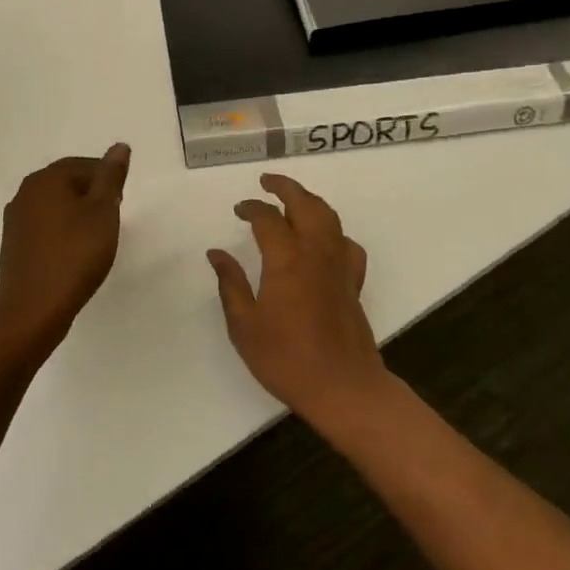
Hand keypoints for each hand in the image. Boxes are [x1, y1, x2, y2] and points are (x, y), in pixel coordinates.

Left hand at [0, 144, 130, 357]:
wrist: (33, 309)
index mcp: (46, 179)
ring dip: (77, 214)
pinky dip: (63, 232)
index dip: (107, 179)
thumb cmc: (74, 255)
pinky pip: (45, 227)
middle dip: (92, 195)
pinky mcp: (14, 245)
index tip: (121, 201)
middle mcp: (25, 192)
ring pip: (55, 205)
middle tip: (113, 218)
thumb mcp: (103, 211)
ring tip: (96, 238)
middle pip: (67, 182)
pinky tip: (75, 253)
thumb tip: (119, 146)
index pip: (83, 164)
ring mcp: (16, 220)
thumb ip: (111, 176)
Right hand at [208, 174, 387, 426]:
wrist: (343, 387)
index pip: (268, 219)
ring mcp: (339, 266)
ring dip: (309, 201)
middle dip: (285, 187)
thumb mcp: (244, 326)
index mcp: (286, 260)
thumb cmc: (286, 359)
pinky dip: (333, 231)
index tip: (239, 209)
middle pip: (305, 204)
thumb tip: (216, 253)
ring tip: (293, 199)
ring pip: (329, 217)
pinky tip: (324, 240)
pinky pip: (346, 243)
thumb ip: (230, 284)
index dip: (251, 208)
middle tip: (267, 182)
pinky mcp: (353, 282)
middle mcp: (316, 253)